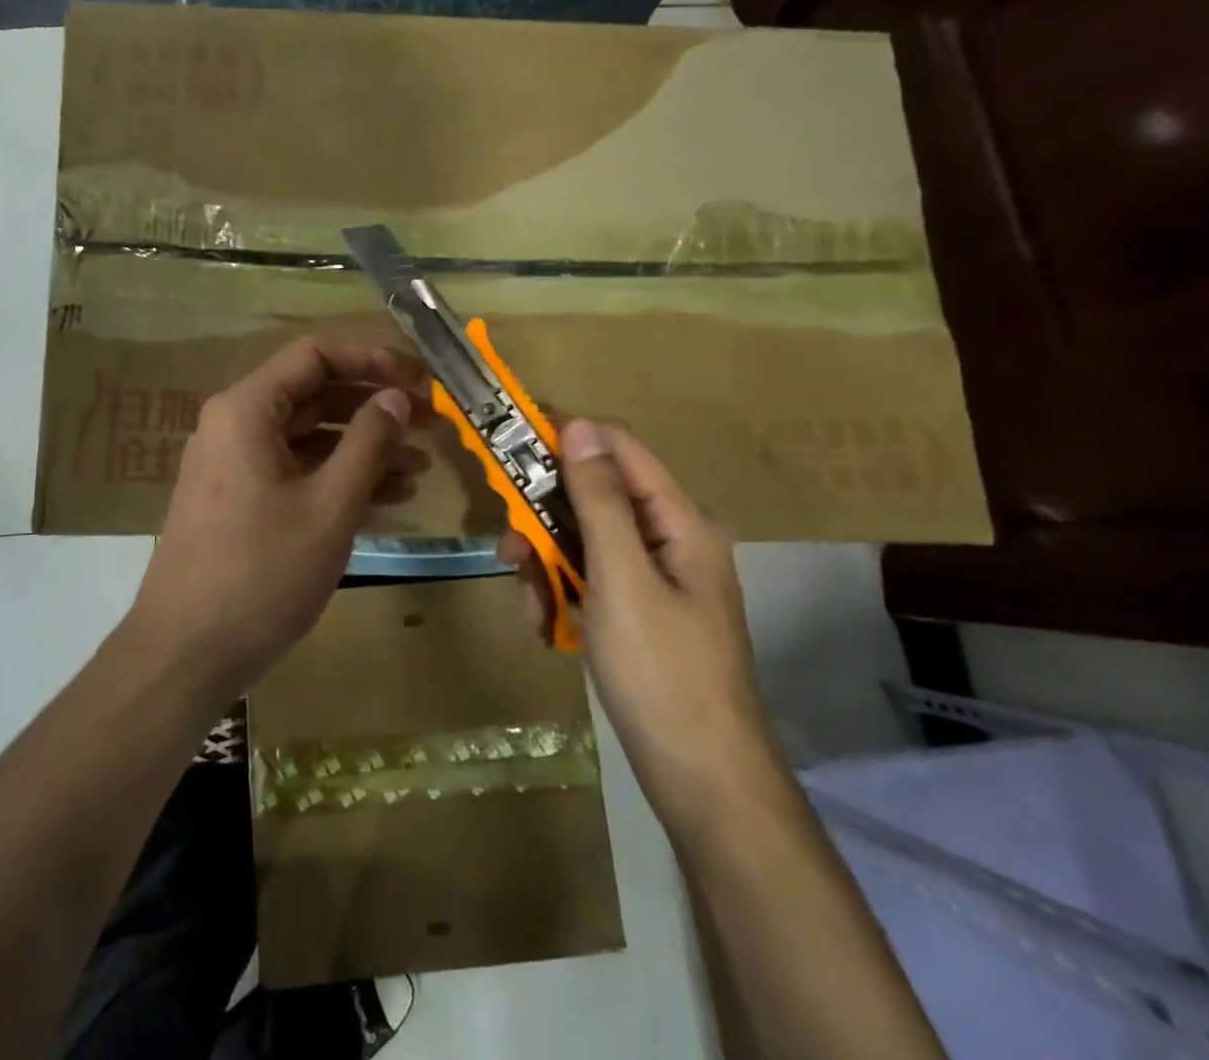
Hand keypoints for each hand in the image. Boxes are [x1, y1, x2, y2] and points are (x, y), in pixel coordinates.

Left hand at [128, 338, 430, 698]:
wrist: (185, 654)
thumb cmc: (261, 572)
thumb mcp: (329, 505)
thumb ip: (368, 442)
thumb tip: (395, 397)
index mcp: (247, 409)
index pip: (315, 355)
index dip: (372, 361)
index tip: (419, 382)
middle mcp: (236, 426)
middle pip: (314, 395)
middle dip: (374, 408)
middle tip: (430, 424)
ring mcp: (236, 466)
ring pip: (309, 439)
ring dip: (364, 448)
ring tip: (420, 469)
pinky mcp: (240, 503)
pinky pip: (296, 473)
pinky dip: (338, 479)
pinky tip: (387, 499)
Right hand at [502, 419, 783, 831]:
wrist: (701, 780)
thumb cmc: (661, 672)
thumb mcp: (622, 578)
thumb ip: (599, 500)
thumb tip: (579, 427)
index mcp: (679, 522)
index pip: (618, 448)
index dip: (565, 436)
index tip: (508, 442)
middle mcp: (669, 539)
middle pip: (594, 496)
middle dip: (545, 518)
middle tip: (509, 549)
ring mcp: (653, 577)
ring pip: (583, 539)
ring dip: (547, 563)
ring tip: (531, 603)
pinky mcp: (636, 610)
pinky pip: (588, 578)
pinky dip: (560, 593)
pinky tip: (547, 627)